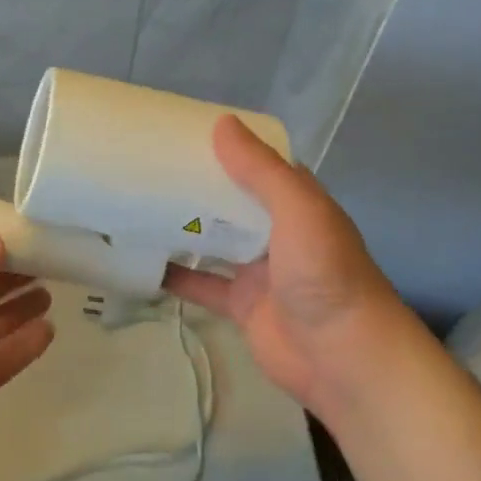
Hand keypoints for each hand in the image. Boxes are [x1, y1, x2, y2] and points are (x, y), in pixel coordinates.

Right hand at [165, 116, 424, 423]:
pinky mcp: (241, 305)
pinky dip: (176, 274)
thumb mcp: (298, 209)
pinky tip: (143, 261)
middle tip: (150, 165)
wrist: (343, 357)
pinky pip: (202, 284)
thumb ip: (260, 169)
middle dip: (198, 185)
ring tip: (138, 204)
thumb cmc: (324, 272)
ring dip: (184, 226)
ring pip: (215, 240)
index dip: (228, 147)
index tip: (185, 131)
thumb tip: (222, 122)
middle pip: (232, 201)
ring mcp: (258, 269)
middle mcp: (277, 230)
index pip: (259, 164)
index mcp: (296, 201)